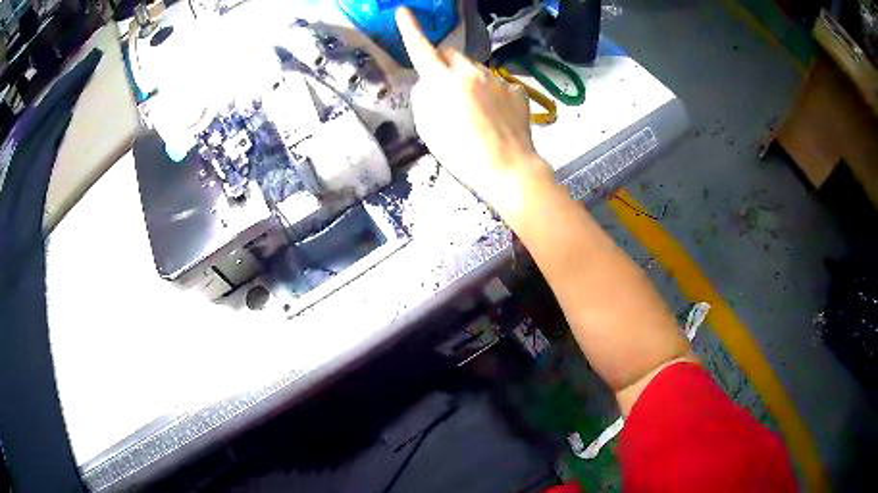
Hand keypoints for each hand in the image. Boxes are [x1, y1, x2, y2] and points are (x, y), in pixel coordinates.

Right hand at [396, 8, 554, 221]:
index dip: (410, 30)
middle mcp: (471, 71)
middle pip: (452, 54)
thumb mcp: (428, 128)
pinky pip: (498, 83)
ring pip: (476, 69)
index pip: (422, 49)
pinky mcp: (516, 90)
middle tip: (446, 87)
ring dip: (469, 79)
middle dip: (445, 63)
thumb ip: (425, 97)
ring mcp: (498, 79)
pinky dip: (492, 93)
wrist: (509, 167)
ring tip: (475, 110)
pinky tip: (496, 115)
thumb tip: (430, 83)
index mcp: (444, 81)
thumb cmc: (462, 153)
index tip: (404, 12)